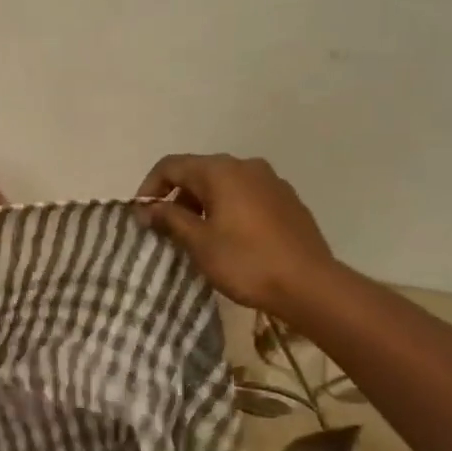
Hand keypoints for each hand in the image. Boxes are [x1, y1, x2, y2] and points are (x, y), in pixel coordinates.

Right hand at [138, 153, 338, 317]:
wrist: (309, 284)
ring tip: (196, 235)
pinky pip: (246, 195)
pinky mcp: (287, 200)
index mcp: (220, 171)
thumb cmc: (246, 261)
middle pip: (199, 171)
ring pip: (224, 184)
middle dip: (177, 196)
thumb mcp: (199, 242)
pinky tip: (229, 237)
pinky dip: (228, 208)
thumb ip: (169, 218)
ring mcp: (271, 181)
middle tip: (166, 228)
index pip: (171, 165)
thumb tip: (146, 208)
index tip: (142, 215)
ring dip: (203, 203)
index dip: (150, 187)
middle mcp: (246, 166)